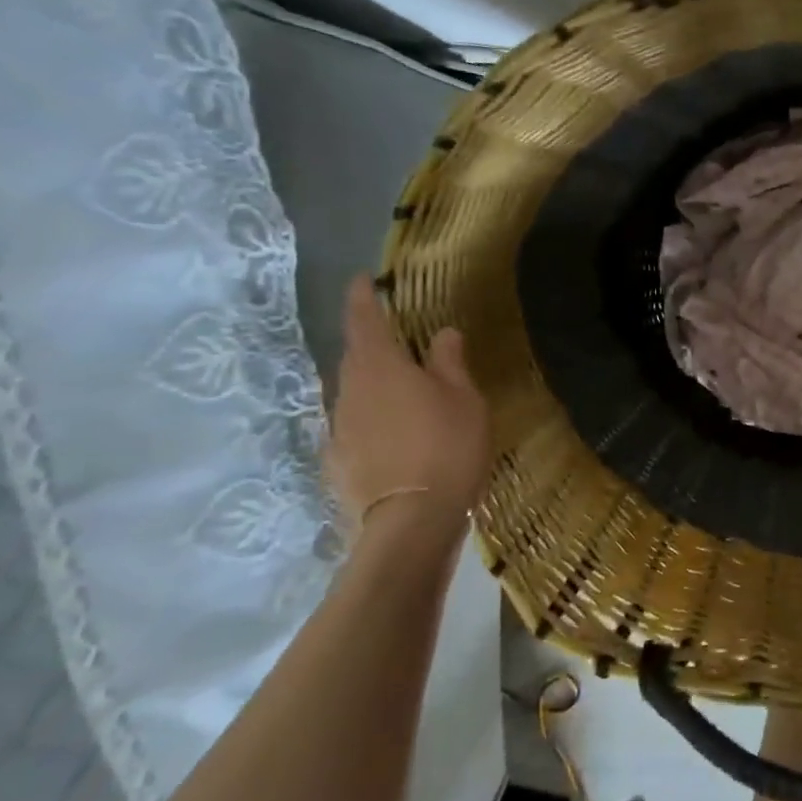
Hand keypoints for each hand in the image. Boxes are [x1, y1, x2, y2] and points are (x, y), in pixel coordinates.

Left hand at [328, 275, 490, 525]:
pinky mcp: (337, 461)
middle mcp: (349, 390)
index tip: (362, 280)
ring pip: (354, 393)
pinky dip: (372, 422)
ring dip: (374, 386)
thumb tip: (442, 333)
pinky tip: (394, 438)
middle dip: (373, 345)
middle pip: (356, 357)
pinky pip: (354, 428)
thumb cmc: (447, 446)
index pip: (364, 319)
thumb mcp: (464, 399)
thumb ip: (450, 362)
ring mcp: (338, 428)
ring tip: (403, 394)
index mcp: (380, 366)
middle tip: (399, 343)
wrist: (412, 520)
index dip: (363, 297)